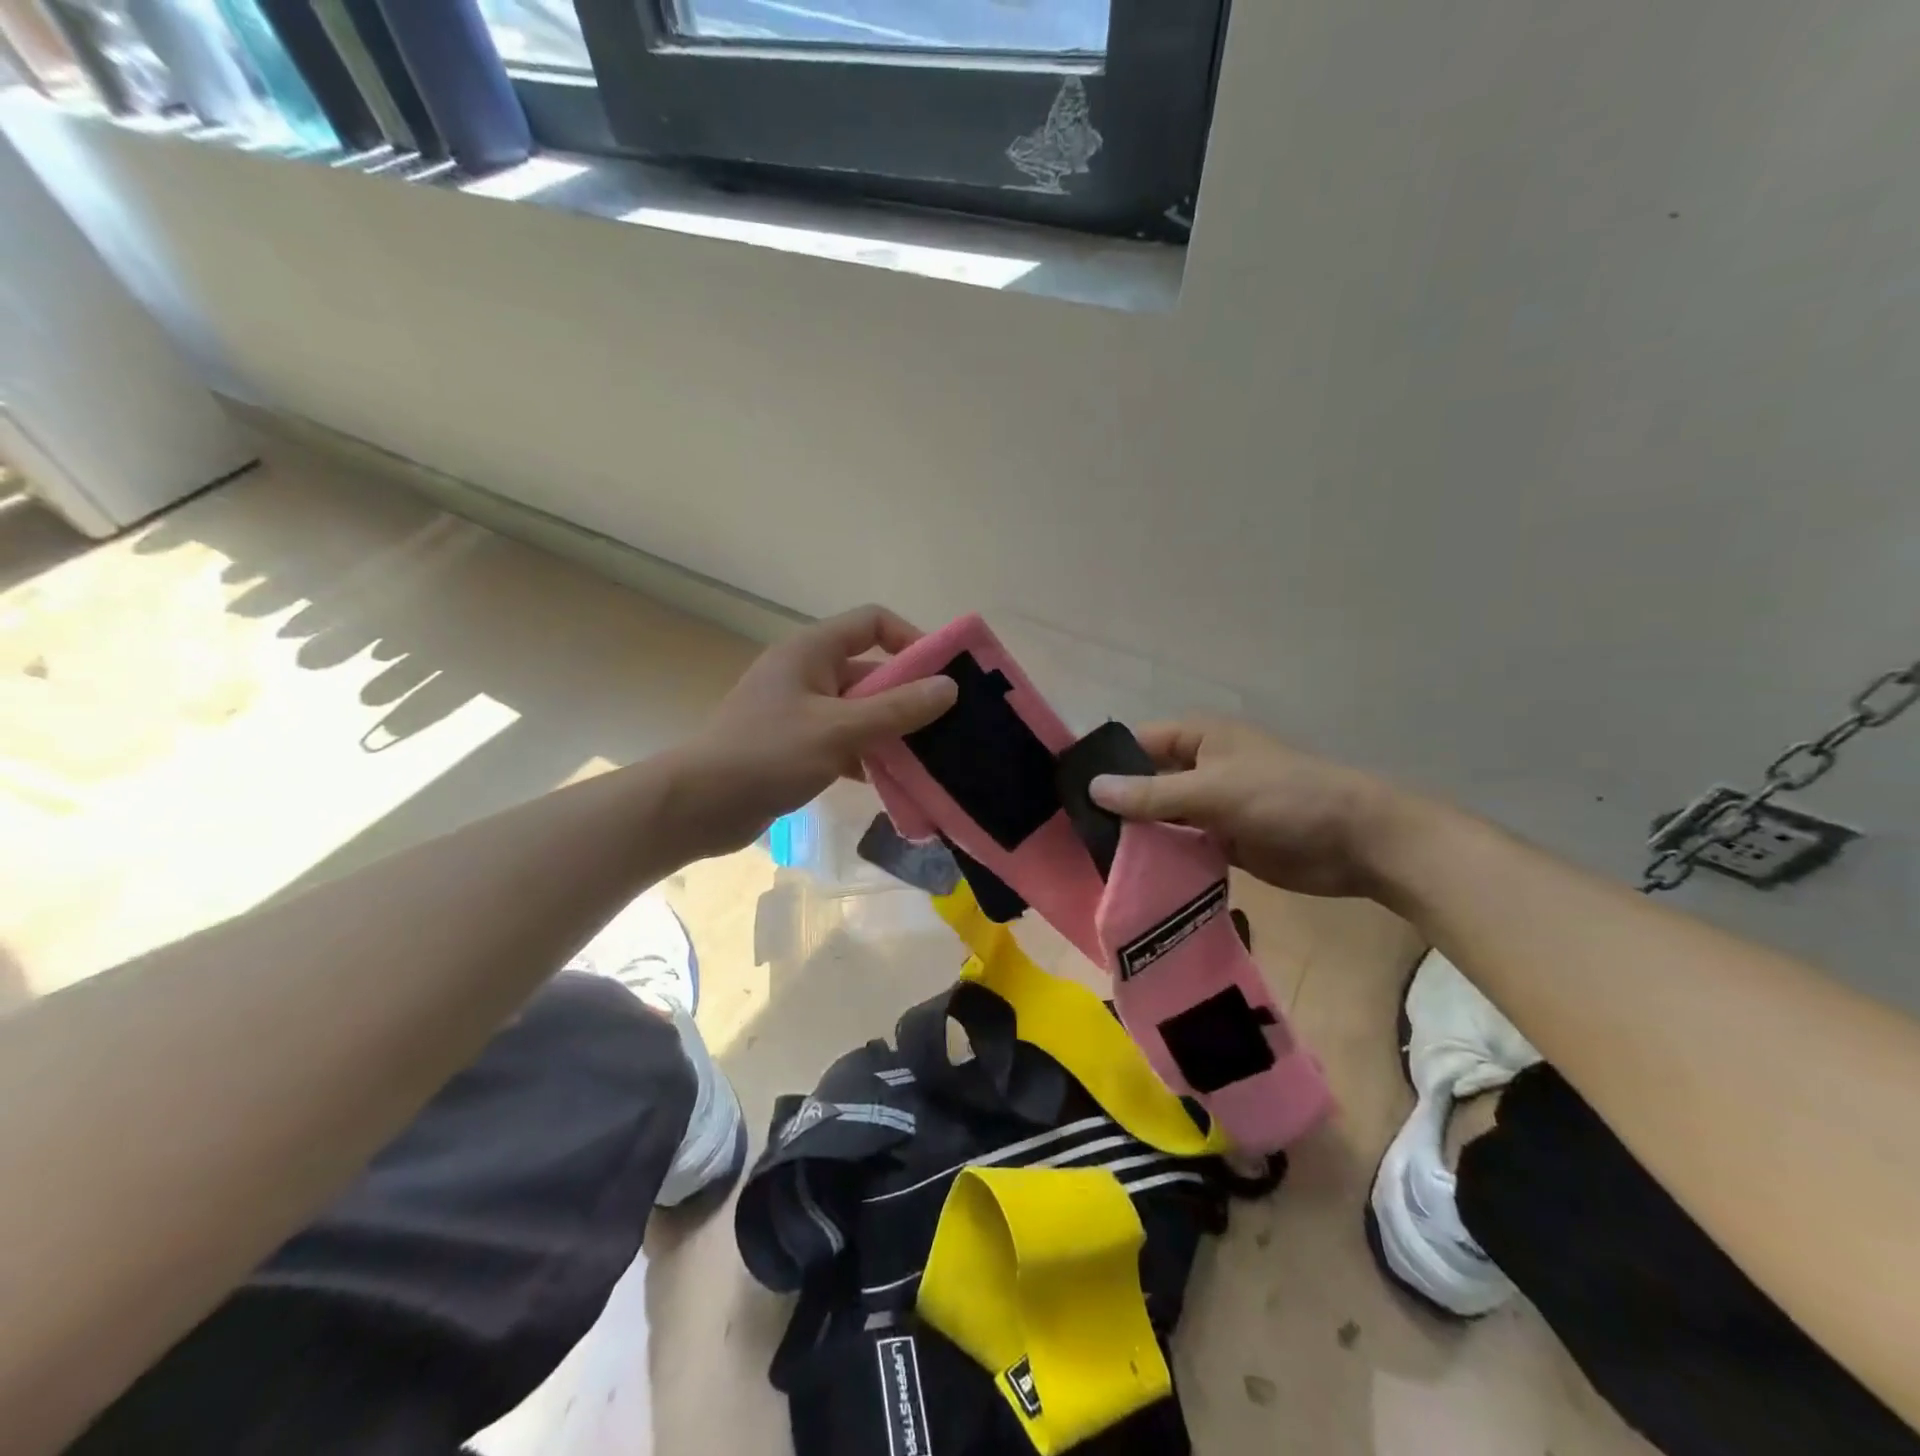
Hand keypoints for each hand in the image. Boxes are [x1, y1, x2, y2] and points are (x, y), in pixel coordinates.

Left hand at [671, 606, 956, 857]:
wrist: (699, 805)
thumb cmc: (767, 754)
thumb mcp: (839, 730)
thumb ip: (896, 709)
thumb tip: (949, 688)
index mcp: (812, 651)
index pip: (872, 623)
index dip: (911, 640)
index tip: (942, 675)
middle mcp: (807, 672)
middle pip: (870, 670)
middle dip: (907, 696)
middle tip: (946, 725)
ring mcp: (799, 710)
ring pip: (859, 710)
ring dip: (890, 731)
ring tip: (926, 758)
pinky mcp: (795, 744)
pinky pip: (843, 739)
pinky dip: (865, 755)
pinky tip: (887, 782)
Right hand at [1088, 718, 1416, 898]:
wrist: (1358, 842)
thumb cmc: (1285, 798)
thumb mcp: (1213, 790)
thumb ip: (1152, 793)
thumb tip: (1092, 788)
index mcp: (1198, 739)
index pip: (1136, 745)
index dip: (1104, 765)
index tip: (1066, 794)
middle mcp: (1200, 768)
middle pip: (1145, 783)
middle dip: (1117, 806)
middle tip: (1072, 835)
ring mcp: (1212, 806)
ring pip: (1161, 818)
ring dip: (1137, 835)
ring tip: (1092, 859)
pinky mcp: (1224, 840)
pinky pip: (1182, 845)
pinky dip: (1163, 857)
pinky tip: (1132, 876)